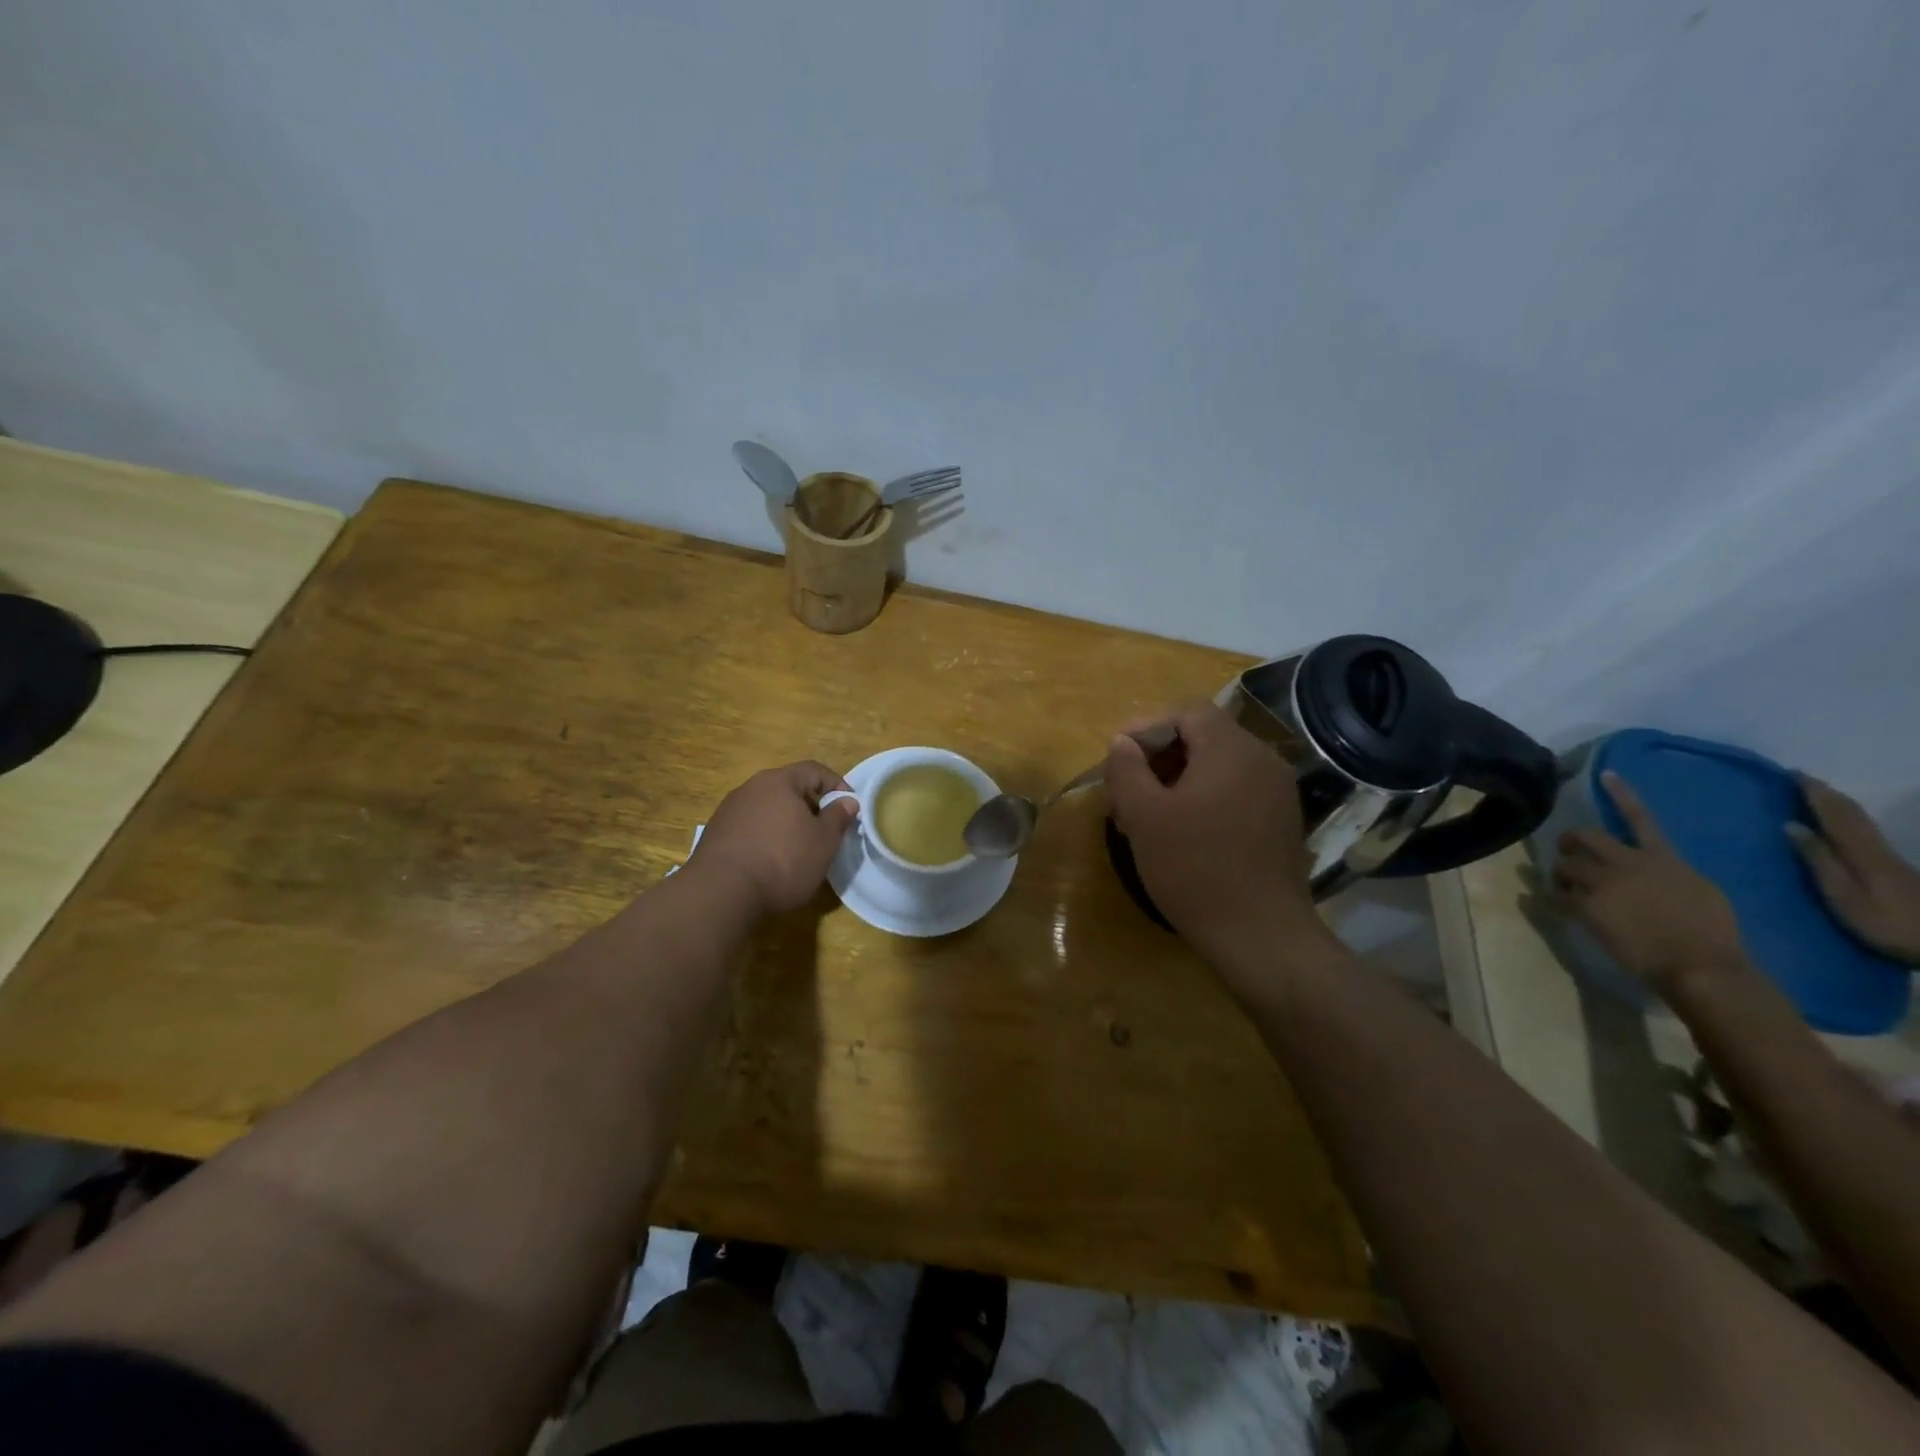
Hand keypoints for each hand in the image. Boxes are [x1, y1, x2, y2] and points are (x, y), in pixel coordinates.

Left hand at [686, 761, 857, 917]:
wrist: (720, 893)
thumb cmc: (783, 861)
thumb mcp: (824, 842)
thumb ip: (838, 817)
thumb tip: (847, 801)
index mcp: (779, 781)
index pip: (815, 770)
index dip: (837, 785)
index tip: (850, 807)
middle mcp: (751, 788)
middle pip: (789, 788)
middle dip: (811, 805)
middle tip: (826, 830)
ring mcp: (729, 810)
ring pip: (768, 808)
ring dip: (787, 822)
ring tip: (799, 848)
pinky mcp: (716, 834)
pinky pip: (750, 827)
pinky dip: (766, 836)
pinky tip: (771, 861)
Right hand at [1104, 701, 1327, 977]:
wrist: (1262, 936)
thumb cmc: (1196, 870)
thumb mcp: (1145, 817)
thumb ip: (1127, 769)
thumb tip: (1123, 742)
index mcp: (1231, 750)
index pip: (1187, 712)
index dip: (1147, 726)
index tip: (1118, 759)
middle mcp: (1262, 760)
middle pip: (1203, 737)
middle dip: (1158, 758)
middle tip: (1125, 793)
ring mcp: (1277, 792)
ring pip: (1217, 766)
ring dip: (1176, 780)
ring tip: (1146, 817)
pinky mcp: (1280, 821)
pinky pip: (1235, 791)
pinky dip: (1203, 798)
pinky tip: (1181, 833)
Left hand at [1551, 772, 1746, 991]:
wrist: (1698, 963)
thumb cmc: (1712, 932)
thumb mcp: (1701, 890)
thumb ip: (1671, 871)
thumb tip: (1656, 868)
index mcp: (1662, 858)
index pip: (1640, 818)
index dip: (1621, 794)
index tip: (1604, 774)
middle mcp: (1627, 863)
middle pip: (1584, 837)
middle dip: (1569, 841)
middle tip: (1567, 851)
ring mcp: (1602, 883)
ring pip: (1564, 864)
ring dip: (1561, 873)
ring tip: (1566, 886)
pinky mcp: (1585, 905)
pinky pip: (1557, 895)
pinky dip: (1554, 898)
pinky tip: (1555, 903)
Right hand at [1790, 776, 1919, 964]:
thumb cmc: (1887, 923)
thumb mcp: (1844, 896)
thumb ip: (1819, 860)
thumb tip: (1790, 825)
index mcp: (1860, 851)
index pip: (1834, 813)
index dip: (1815, 792)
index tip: (1792, 773)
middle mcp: (1875, 847)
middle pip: (1851, 813)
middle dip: (1826, 793)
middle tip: (1799, 778)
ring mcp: (1888, 857)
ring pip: (1860, 820)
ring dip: (1837, 803)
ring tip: (1814, 793)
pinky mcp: (1894, 867)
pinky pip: (1864, 831)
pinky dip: (1847, 817)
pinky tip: (1841, 821)